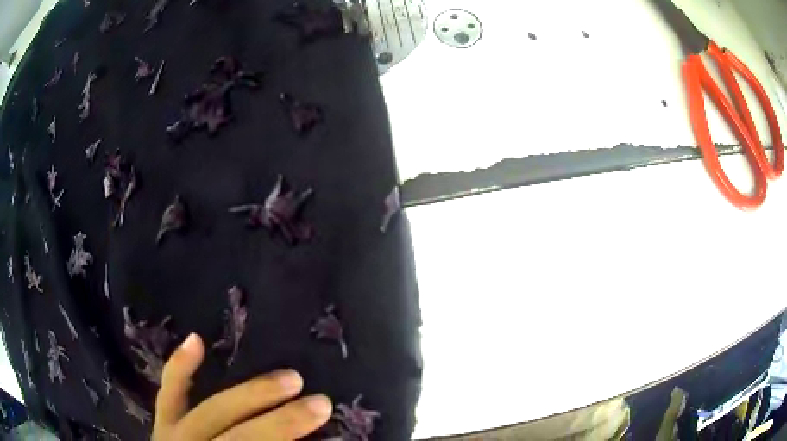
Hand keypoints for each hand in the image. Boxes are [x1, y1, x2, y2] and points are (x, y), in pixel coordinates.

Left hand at [153, 333, 331, 439]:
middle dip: (281, 423)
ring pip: (212, 412)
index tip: (332, 434)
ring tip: (289, 378)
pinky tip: (196, 340)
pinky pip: (169, 393)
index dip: (287, 436)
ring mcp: (173, 436)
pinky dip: (181, 367)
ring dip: (251, 395)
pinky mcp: (164, 422)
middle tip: (321, 403)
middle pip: (240, 438)